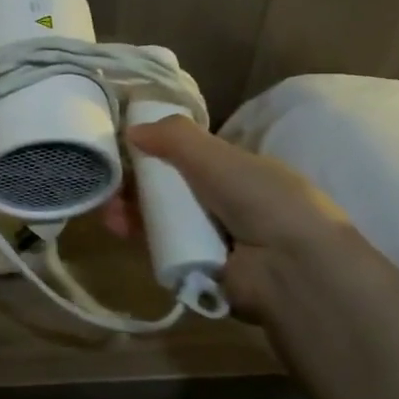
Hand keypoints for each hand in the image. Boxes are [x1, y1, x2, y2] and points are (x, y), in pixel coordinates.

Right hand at [102, 117, 359, 323]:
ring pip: (163, 217)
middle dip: (138, 183)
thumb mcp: (218, 156)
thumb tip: (131, 128)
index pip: (193, 158)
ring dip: (132, 209)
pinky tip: (117, 226)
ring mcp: (214, 237)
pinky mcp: (198, 268)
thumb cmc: (263, 200)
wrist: (291, 269)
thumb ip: (175, 136)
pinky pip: (160, 247)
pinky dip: (138, 236)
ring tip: (108, 207)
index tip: (127, 149)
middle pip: (172, 188)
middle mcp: (229, 204)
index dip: (160, 151)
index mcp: (242, 173)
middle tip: (109, 180)